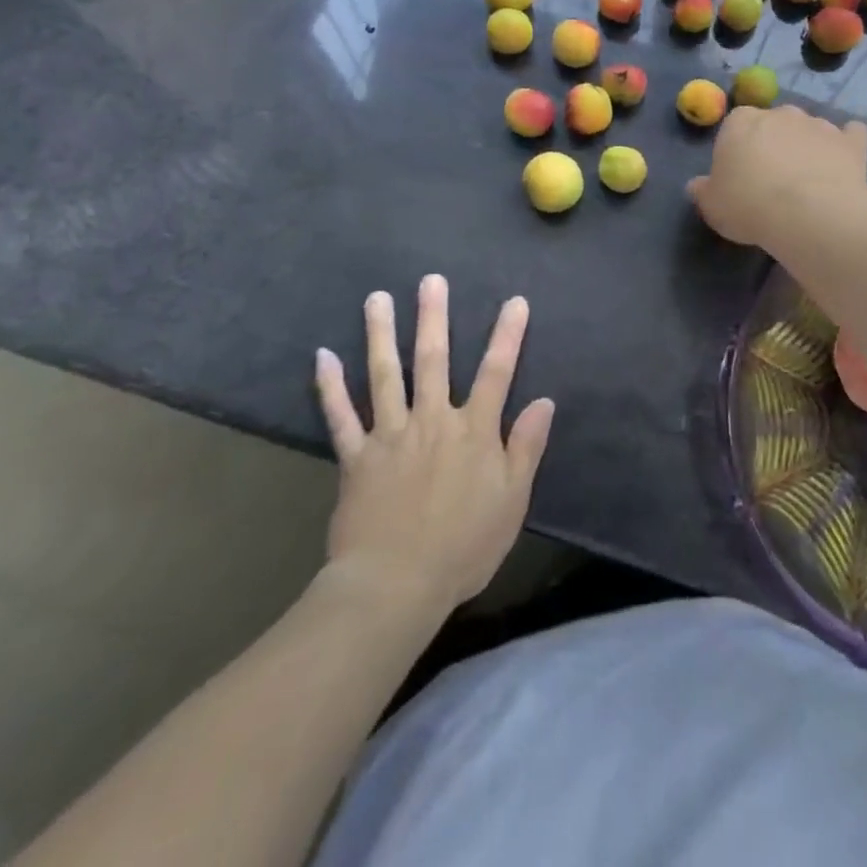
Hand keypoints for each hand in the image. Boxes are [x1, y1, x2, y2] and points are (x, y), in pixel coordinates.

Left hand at [313, 276, 553, 611]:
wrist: (396, 585)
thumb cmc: (464, 545)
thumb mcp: (512, 500)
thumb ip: (526, 447)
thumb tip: (544, 401)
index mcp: (473, 431)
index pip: (496, 373)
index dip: (507, 336)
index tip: (515, 301)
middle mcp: (432, 421)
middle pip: (433, 360)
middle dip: (433, 317)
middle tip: (430, 280)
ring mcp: (390, 436)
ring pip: (385, 375)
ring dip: (381, 334)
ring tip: (377, 298)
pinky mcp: (356, 457)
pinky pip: (340, 416)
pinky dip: (330, 387)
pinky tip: (322, 356)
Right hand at [687, 106, 866, 251]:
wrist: (809, 213)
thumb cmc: (749, 206)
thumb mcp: (712, 206)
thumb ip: (703, 191)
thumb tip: (696, 185)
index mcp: (740, 122)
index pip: (734, 127)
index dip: (737, 151)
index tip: (739, 177)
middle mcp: (780, 113)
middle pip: (773, 124)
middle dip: (773, 144)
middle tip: (772, 181)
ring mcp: (818, 123)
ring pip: (809, 129)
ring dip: (807, 147)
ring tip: (807, 182)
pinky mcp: (850, 141)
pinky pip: (850, 135)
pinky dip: (847, 145)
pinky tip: (845, 163)